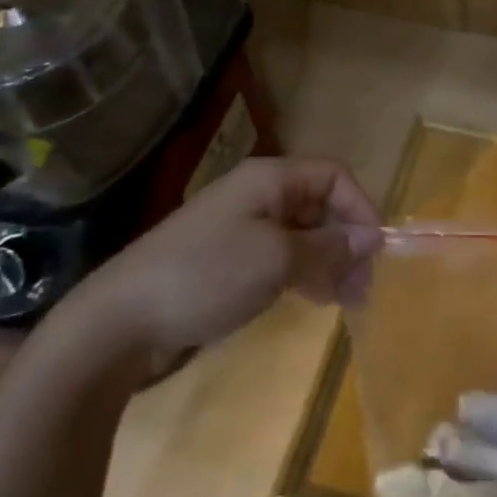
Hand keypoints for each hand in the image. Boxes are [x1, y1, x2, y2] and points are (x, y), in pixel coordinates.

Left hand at [50, 157, 381, 369]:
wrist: (122, 320)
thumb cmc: (206, 275)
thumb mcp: (276, 259)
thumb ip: (328, 247)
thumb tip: (371, 238)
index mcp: (270, 179)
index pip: (334, 176)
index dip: (360, 207)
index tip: (375, 252)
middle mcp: (260, 196)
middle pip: (321, 204)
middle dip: (347, 240)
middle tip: (363, 287)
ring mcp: (243, 229)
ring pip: (304, 234)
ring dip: (330, 261)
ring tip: (345, 300)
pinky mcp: (231, 261)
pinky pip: (283, 257)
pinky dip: (305, 273)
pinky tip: (314, 300)